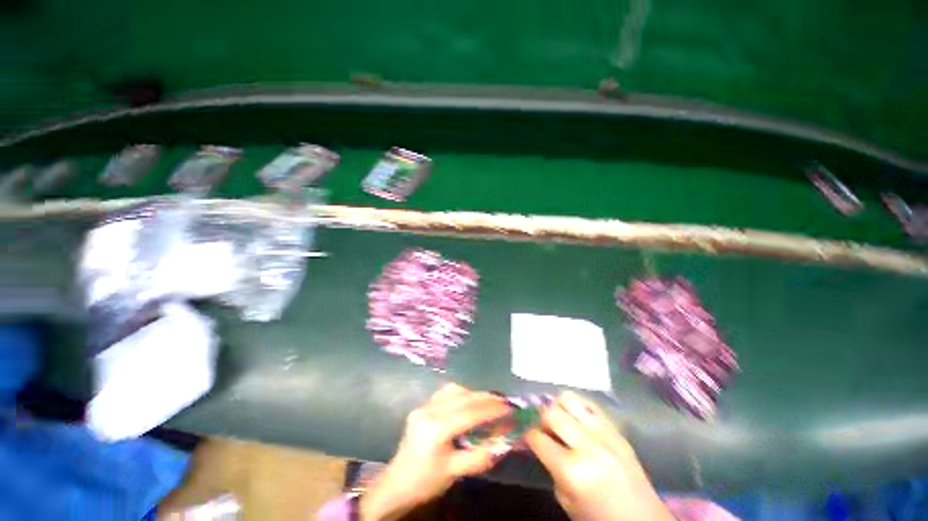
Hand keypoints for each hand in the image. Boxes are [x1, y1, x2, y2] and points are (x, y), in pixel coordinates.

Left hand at [361, 383, 510, 520]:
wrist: (397, 483)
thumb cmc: (426, 481)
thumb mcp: (455, 472)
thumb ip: (480, 455)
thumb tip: (505, 441)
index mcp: (436, 429)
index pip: (469, 413)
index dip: (491, 409)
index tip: (509, 408)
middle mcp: (429, 410)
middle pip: (463, 397)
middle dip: (485, 397)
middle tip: (503, 401)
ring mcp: (424, 405)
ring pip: (454, 390)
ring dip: (473, 393)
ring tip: (489, 401)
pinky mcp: (422, 405)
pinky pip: (445, 392)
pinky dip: (461, 393)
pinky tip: (469, 401)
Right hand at [525, 392, 674, 520]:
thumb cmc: (599, 519)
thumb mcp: (566, 500)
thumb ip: (551, 467)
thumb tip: (539, 440)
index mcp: (572, 470)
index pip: (537, 437)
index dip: (527, 433)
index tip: (524, 431)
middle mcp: (587, 445)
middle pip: (551, 412)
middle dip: (539, 416)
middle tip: (540, 425)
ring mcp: (605, 434)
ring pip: (569, 399)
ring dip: (557, 405)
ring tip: (558, 417)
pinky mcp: (617, 430)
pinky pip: (590, 404)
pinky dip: (578, 406)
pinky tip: (576, 417)